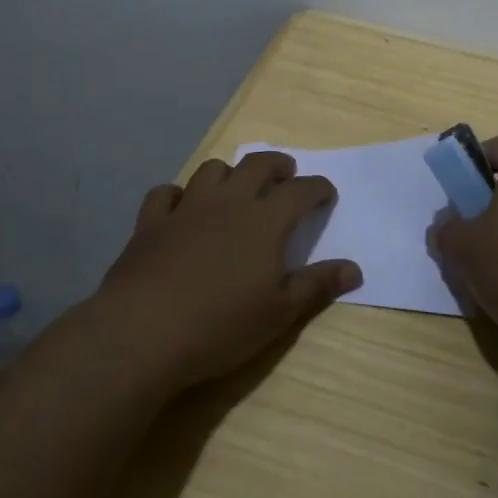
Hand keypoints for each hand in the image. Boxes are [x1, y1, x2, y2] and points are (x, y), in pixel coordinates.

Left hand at [94, 151, 361, 391]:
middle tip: (286, 175)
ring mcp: (187, 207)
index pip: (301, 191)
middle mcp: (228, 202)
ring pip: (212, 170)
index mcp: (265, 220)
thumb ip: (317, 286)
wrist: (143, 332)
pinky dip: (178, 195)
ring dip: (230, 173)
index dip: (318, 188)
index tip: (326, 194)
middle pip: (257, 165)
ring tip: (236, 187)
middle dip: (277, 165)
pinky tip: (181, 207)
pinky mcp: (151, 222)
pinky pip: (166, 193)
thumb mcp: (279, 313)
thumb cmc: (221, 325)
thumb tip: (355, 269)